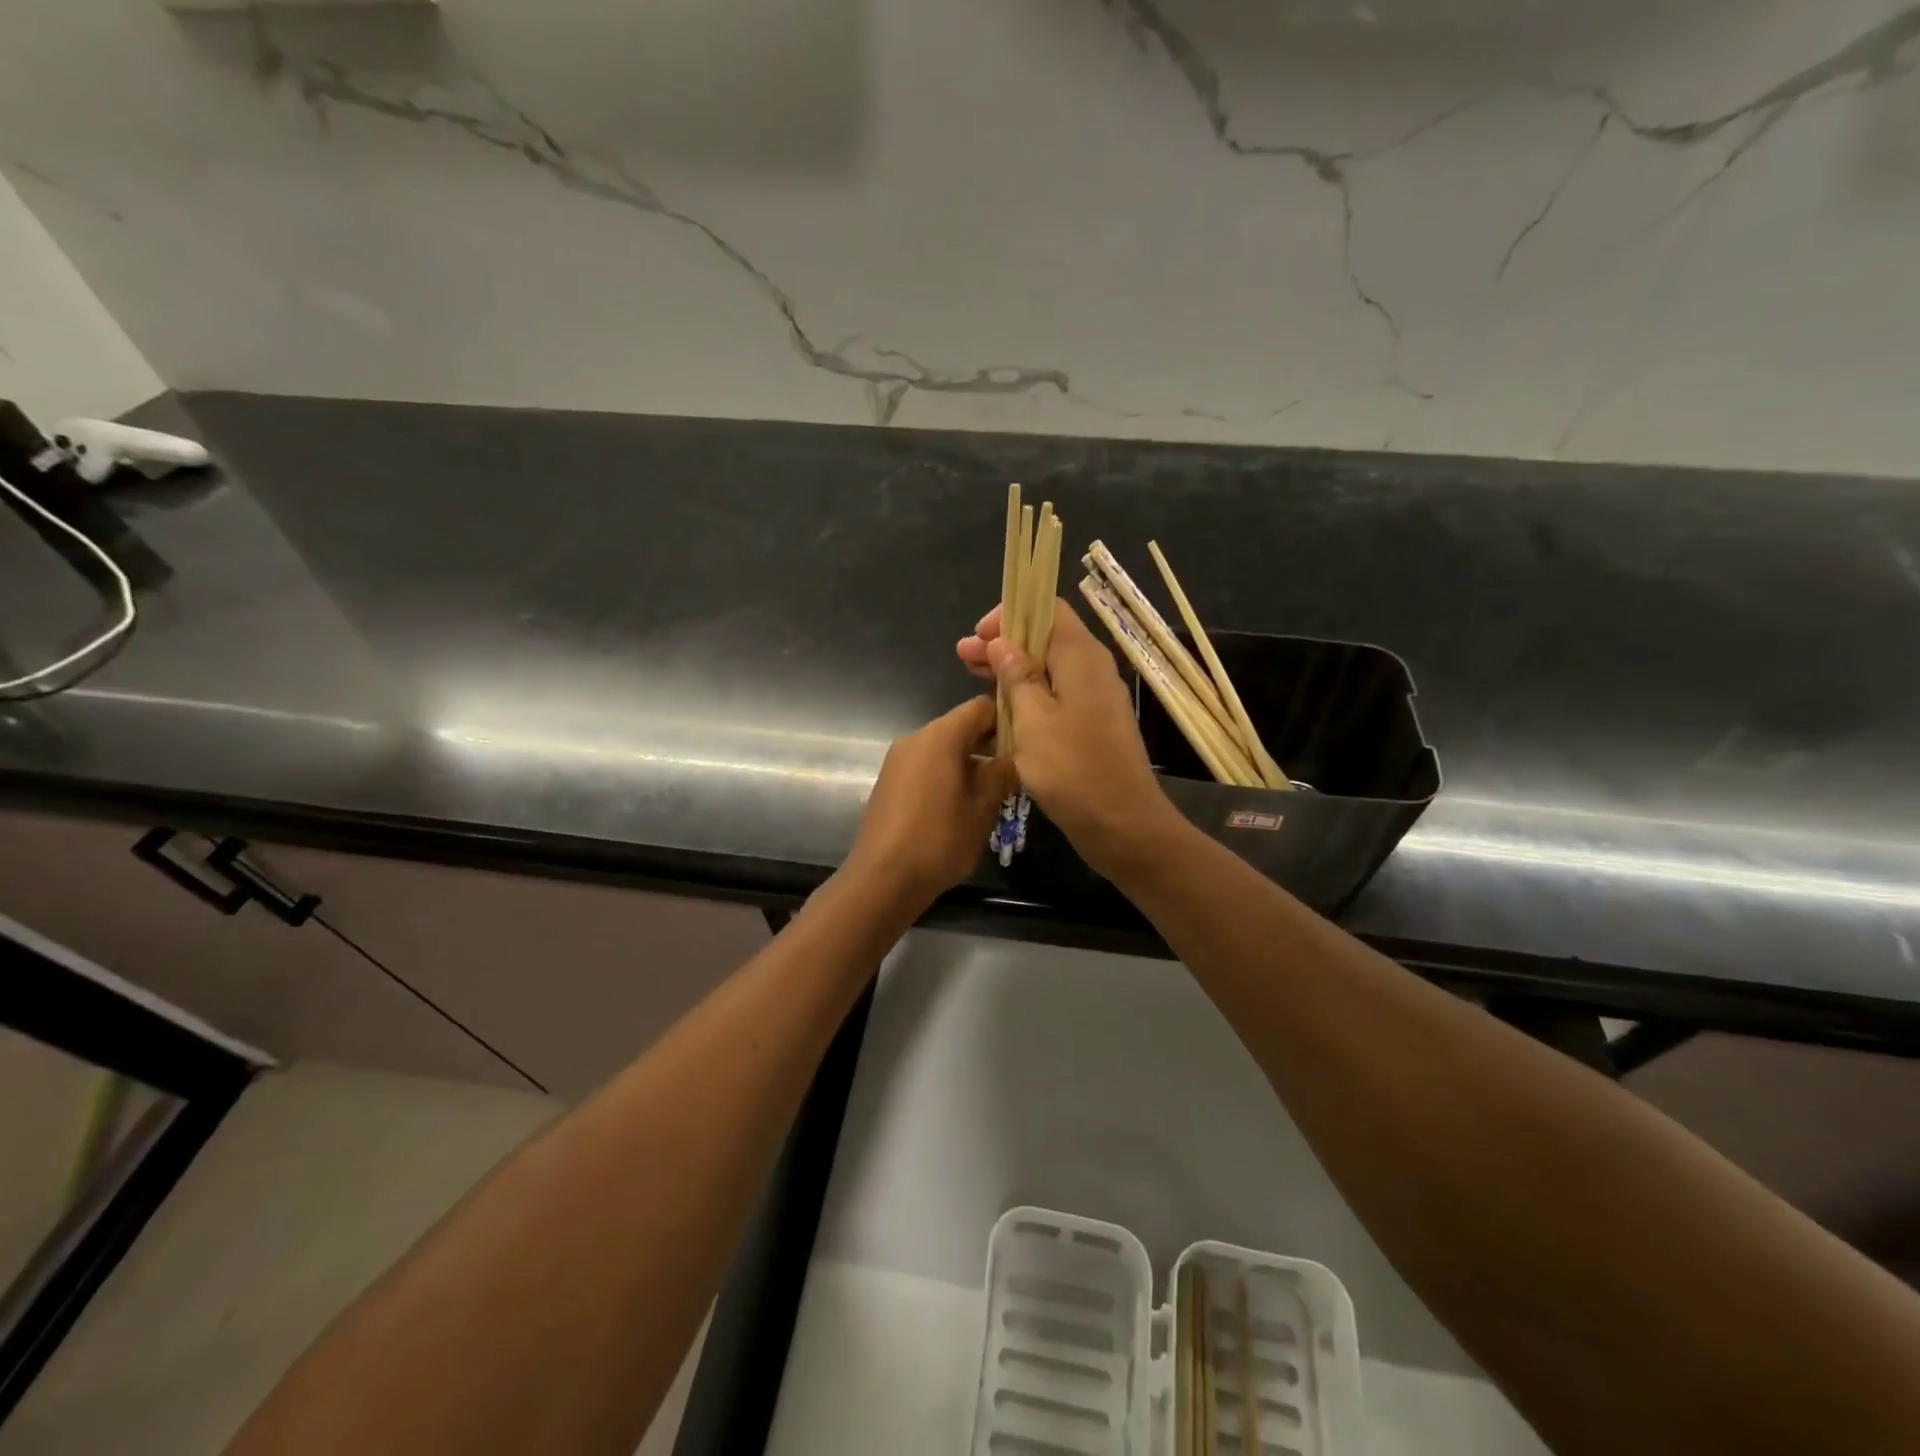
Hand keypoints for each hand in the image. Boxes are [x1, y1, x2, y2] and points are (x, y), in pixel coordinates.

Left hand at [845, 695, 1014, 904]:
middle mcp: (915, 738)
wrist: (883, 878)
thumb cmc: (940, 839)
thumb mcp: (983, 807)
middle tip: (1014, 774)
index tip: (1026, 744)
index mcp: (940, 735)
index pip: (981, 707)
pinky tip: (959, 807)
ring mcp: (897, 760)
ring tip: (990, 795)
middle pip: (960, 727)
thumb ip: (1002, 773)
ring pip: (942, 749)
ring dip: (968, 764)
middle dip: (988, 746)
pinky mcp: (888, 782)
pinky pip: (925, 767)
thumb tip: (1015, 756)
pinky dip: (945, 776)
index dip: (1007, 720)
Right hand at [957, 601, 1182, 880]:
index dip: (1010, 614)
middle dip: (1003, 643)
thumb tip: (1002, 642)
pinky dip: (1029, 693)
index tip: (979, 636)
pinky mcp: (1093, 723)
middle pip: (1046, 638)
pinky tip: (1002, 707)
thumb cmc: (1073, 769)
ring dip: (1012, 669)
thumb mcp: (1033, 720)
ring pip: (1050, 667)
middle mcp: (1093, 668)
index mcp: (1081, 657)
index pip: (1047, 610)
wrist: (1122, 823)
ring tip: (973, 676)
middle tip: (964, 657)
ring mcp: (1096, 697)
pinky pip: (1058, 693)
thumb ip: (1017, 676)